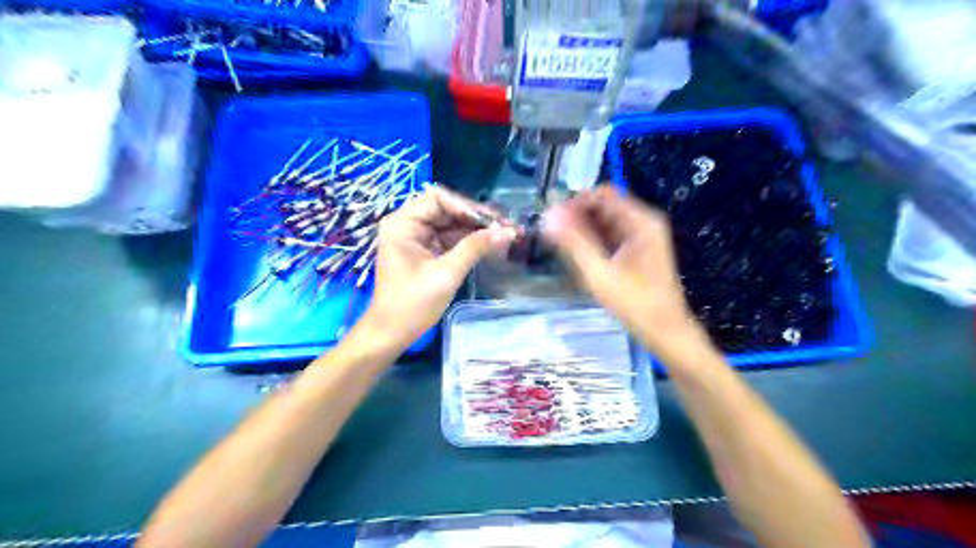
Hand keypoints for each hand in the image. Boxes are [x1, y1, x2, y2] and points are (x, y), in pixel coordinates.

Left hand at [360, 189, 513, 347]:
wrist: (391, 333)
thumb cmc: (413, 304)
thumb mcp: (446, 274)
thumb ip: (476, 248)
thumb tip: (509, 231)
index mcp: (403, 223)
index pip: (438, 198)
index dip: (467, 206)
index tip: (493, 221)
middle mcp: (408, 224)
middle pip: (447, 209)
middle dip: (476, 218)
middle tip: (507, 227)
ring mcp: (417, 238)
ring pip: (451, 224)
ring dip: (476, 230)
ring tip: (505, 235)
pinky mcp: (425, 251)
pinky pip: (450, 239)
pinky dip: (469, 242)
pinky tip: (490, 244)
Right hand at [540, 187, 702, 352]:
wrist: (666, 331)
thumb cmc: (635, 303)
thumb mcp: (600, 273)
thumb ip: (574, 242)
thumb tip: (549, 215)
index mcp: (641, 221)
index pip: (603, 194)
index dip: (576, 201)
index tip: (552, 217)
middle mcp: (644, 222)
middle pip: (605, 206)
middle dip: (577, 216)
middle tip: (552, 233)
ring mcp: (643, 236)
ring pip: (606, 222)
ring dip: (583, 228)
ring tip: (561, 245)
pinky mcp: (638, 250)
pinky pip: (611, 236)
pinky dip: (594, 240)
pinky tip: (579, 254)